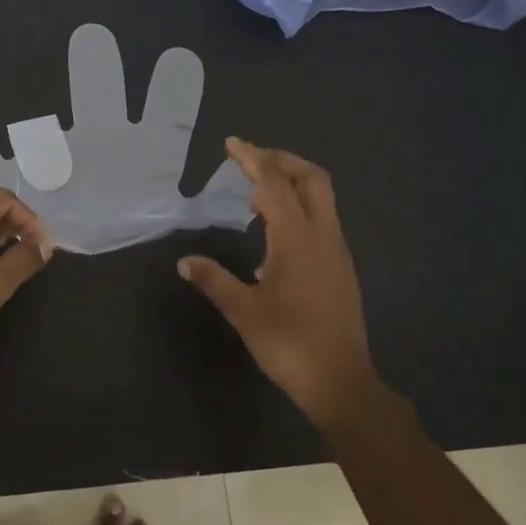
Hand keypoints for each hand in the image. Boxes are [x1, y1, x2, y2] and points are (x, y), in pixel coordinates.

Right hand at [178, 139, 383, 433]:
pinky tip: (272, 234)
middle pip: (311, 178)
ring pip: (321, 199)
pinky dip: (297, 209)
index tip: (232, 143)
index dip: (252, 159)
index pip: (274, 184)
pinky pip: (321, 220)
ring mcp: (337, 251)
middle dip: (281, 161)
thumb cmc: (289, 343)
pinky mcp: (340, 267)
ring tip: (254, 198)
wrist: (340, 381)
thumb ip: (214, 281)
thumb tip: (185, 262)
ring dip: (290, 185)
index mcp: (297, 239)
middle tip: (250, 161)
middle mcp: (323, 236)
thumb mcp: (243, 311)